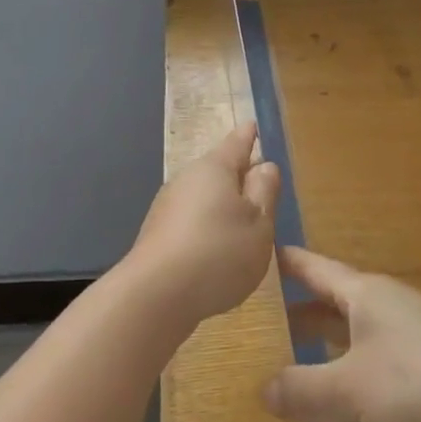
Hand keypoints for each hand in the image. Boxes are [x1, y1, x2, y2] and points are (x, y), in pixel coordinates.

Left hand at [127, 122, 280, 326]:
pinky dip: (207, 231)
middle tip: (260, 185)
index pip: (236, 144)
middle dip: (238, 177)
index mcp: (214, 169)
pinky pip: (191, 224)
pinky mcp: (157, 237)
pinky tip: (217, 254)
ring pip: (203, 199)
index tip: (253, 126)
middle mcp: (186, 180)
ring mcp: (167, 208)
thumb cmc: (219, 252)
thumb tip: (264, 165)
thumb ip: (265, 192)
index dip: (248, 136)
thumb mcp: (259, 223)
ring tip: (243, 226)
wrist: (155, 296)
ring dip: (222, 208)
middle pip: (217, 171)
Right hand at [261, 247, 420, 421]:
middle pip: (329, 307)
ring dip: (316, 363)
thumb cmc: (420, 386)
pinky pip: (368, 384)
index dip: (282, 263)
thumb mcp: (348, 388)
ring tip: (272, 379)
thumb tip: (261, 390)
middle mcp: (385, 313)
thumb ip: (299, 388)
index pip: (313, 267)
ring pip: (347, 348)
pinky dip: (343, 398)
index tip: (249, 257)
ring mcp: (406, 350)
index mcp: (366, 294)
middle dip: (293, 318)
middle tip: (249, 328)